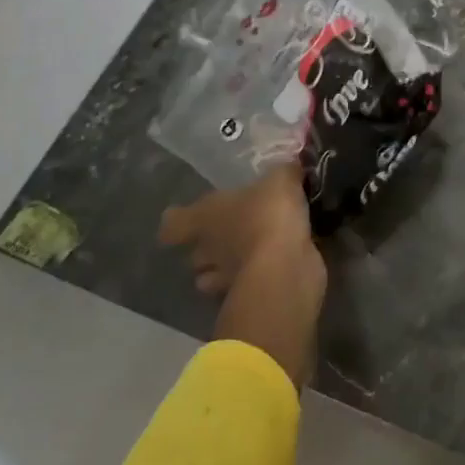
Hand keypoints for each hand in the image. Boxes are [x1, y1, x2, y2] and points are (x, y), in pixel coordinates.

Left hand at [159, 162, 316, 295]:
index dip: (177, 220)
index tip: (185, 216)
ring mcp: (224, 280)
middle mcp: (208, 251)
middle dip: (207, 249)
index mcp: (205, 217)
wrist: (284, 267)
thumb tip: (291, 166)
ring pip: (213, 279)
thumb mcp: (281, 181)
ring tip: (248, 257)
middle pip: (194, 255)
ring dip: (225, 271)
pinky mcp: (247, 297)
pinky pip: (245, 288)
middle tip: (228, 235)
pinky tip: (274, 268)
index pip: (173, 224)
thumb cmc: (268, 215)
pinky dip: (255, 281)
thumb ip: (284, 173)